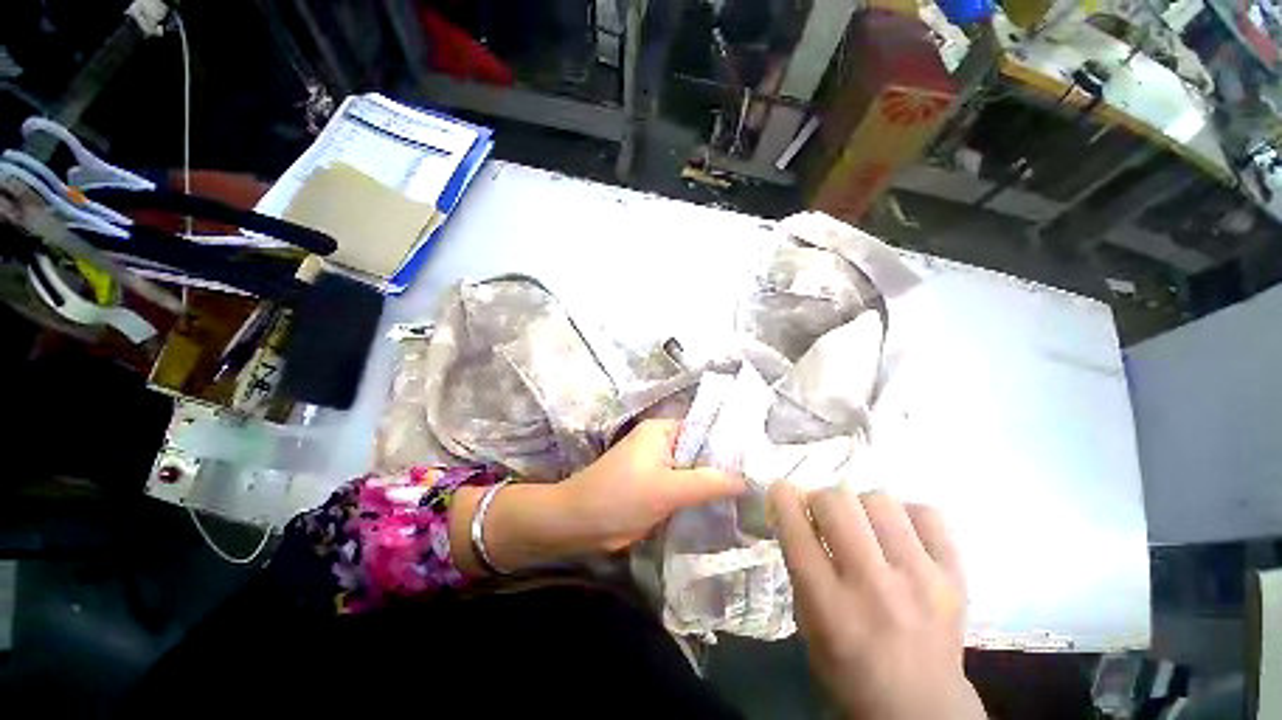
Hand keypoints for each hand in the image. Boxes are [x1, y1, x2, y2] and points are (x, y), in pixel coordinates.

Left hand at [562, 419, 744, 551]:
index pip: (707, 429)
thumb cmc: (620, 497)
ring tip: (754, 496)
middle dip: (726, 466)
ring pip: (695, 471)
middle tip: (762, 482)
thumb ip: (708, 482)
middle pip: (702, 451)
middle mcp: (663, 442)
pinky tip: (726, 507)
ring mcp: (660, 465)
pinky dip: (700, 496)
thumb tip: (748, 480)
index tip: (761, 460)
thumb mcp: (668, 488)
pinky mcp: (657, 486)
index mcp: (664, 430)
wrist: (579, 523)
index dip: (732, 443)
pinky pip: (685, 487)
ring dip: (714, 483)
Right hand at [769, 484, 984, 719]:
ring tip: (863, 528)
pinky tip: (899, 537)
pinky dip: (906, 516)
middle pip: (836, 501)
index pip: (796, 528)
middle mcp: (875, 587)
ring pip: (879, 499)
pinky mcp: (956, 576)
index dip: (782, 498)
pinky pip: (927, 513)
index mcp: (830, 608)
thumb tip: (796, 510)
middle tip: (823, 516)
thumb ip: (799, 566)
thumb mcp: (806, 625)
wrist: (923, 710)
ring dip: (860, 506)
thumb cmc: (849, 670)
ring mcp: (922, 579)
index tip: (781, 493)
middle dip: (820, 500)